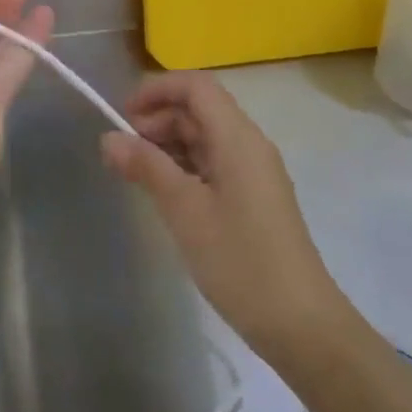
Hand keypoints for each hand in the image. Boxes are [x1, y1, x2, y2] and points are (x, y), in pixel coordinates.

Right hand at [102, 72, 341, 357]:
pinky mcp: (255, 198)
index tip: (123, 115)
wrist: (302, 326)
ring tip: (137, 173)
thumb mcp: (185, 211)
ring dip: (169, 144)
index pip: (196, 86)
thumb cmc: (241, 262)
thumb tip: (109, 138)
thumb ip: (147, 168)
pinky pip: (215, 163)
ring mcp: (254, 172)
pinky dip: (185, 166)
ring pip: (206, 137)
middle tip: (124, 151)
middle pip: (200, 109)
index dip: (157, 90)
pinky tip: (165, 193)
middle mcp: (249, 145)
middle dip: (159, 119)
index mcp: (238, 138)